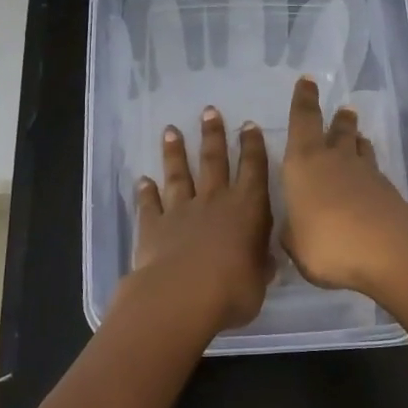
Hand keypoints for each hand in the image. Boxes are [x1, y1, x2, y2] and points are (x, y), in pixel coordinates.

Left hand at [122, 108, 272, 332]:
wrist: (182, 296)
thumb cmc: (233, 290)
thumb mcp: (259, 280)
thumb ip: (259, 265)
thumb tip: (264, 262)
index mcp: (247, 208)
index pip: (253, 168)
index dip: (252, 146)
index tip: (248, 125)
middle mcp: (214, 201)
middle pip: (214, 161)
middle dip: (213, 135)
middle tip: (208, 111)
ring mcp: (181, 211)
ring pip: (179, 174)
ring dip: (175, 152)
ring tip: (170, 131)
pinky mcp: (153, 226)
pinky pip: (150, 205)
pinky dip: (146, 192)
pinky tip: (142, 180)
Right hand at [280, 76, 407, 302]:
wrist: (389, 252)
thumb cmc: (327, 242)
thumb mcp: (295, 243)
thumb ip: (293, 231)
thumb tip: (295, 228)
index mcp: (304, 162)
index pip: (303, 120)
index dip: (304, 99)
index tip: (308, 80)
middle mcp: (335, 160)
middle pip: (338, 130)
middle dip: (338, 119)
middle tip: (344, 110)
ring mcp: (367, 175)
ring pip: (360, 149)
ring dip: (357, 140)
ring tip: (358, 137)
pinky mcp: (389, 193)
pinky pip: (376, 174)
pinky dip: (370, 173)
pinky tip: (371, 181)